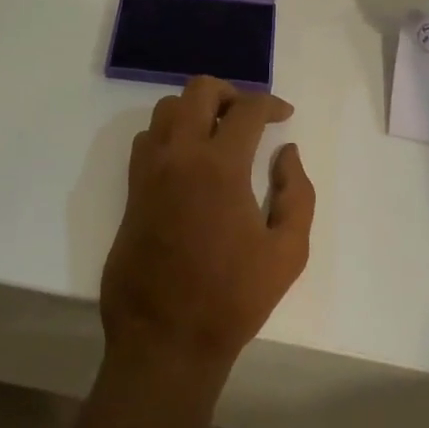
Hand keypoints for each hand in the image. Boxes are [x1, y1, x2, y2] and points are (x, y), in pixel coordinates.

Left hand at [101, 77, 315, 391]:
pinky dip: (169, 133)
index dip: (270, 104)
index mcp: (219, 166)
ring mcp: (149, 170)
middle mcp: (179, 155)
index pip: (246, 109)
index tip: (284, 115)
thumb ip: (296, 193)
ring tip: (219, 133)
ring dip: (195, 109)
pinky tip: (188, 159)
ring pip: (166, 109)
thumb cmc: (233, 298)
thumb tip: (287, 153)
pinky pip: (147, 139)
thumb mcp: (288, 251)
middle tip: (249, 116)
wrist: (166, 337)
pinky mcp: (132, 189)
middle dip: (229, 92)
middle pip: (198, 90)